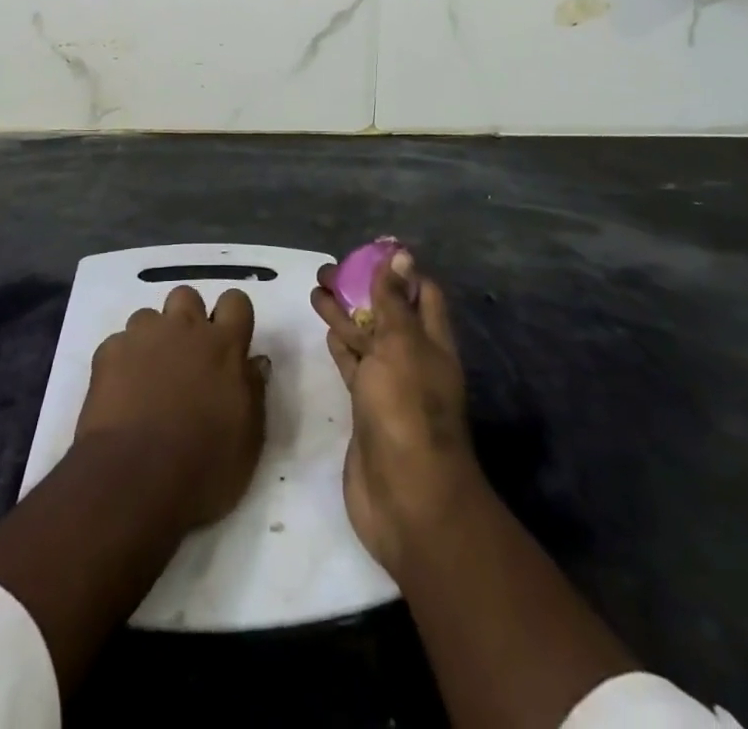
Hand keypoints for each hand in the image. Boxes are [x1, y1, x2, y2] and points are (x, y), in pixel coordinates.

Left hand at [74, 285, 269, 532]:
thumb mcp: (248, 439)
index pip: (236, 301)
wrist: (134, 478)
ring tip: (150, 375)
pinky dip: (123, 360)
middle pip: (187, 295)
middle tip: (187, 356)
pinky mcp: (109, 351)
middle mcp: (183, 328)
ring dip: (153, 338)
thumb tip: (255, 362)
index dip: (232, 315)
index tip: (230, 340)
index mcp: (223, 345)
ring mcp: (143, 336)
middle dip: (187, 317)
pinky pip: (119, 342)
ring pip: (149, 316)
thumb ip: (254, 391)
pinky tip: (122, 391)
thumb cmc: (203, 466)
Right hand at [313, 252, 481, 577]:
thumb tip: (402, 255)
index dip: (398, 269)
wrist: (406, 498)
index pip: (421, 293)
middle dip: (361, 288)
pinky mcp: (366, 408)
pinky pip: (353, 366)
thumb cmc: (406, 409)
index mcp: (431, 340)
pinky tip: (326, 330)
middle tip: (326, 268)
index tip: (368, 249)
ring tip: (315, 289)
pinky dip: (341, 346)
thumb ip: (394, 301)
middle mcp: (413, 358)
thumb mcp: (400, 345)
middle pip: (388, 313)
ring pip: (366, 338)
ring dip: (345, 314)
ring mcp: (389, 385)